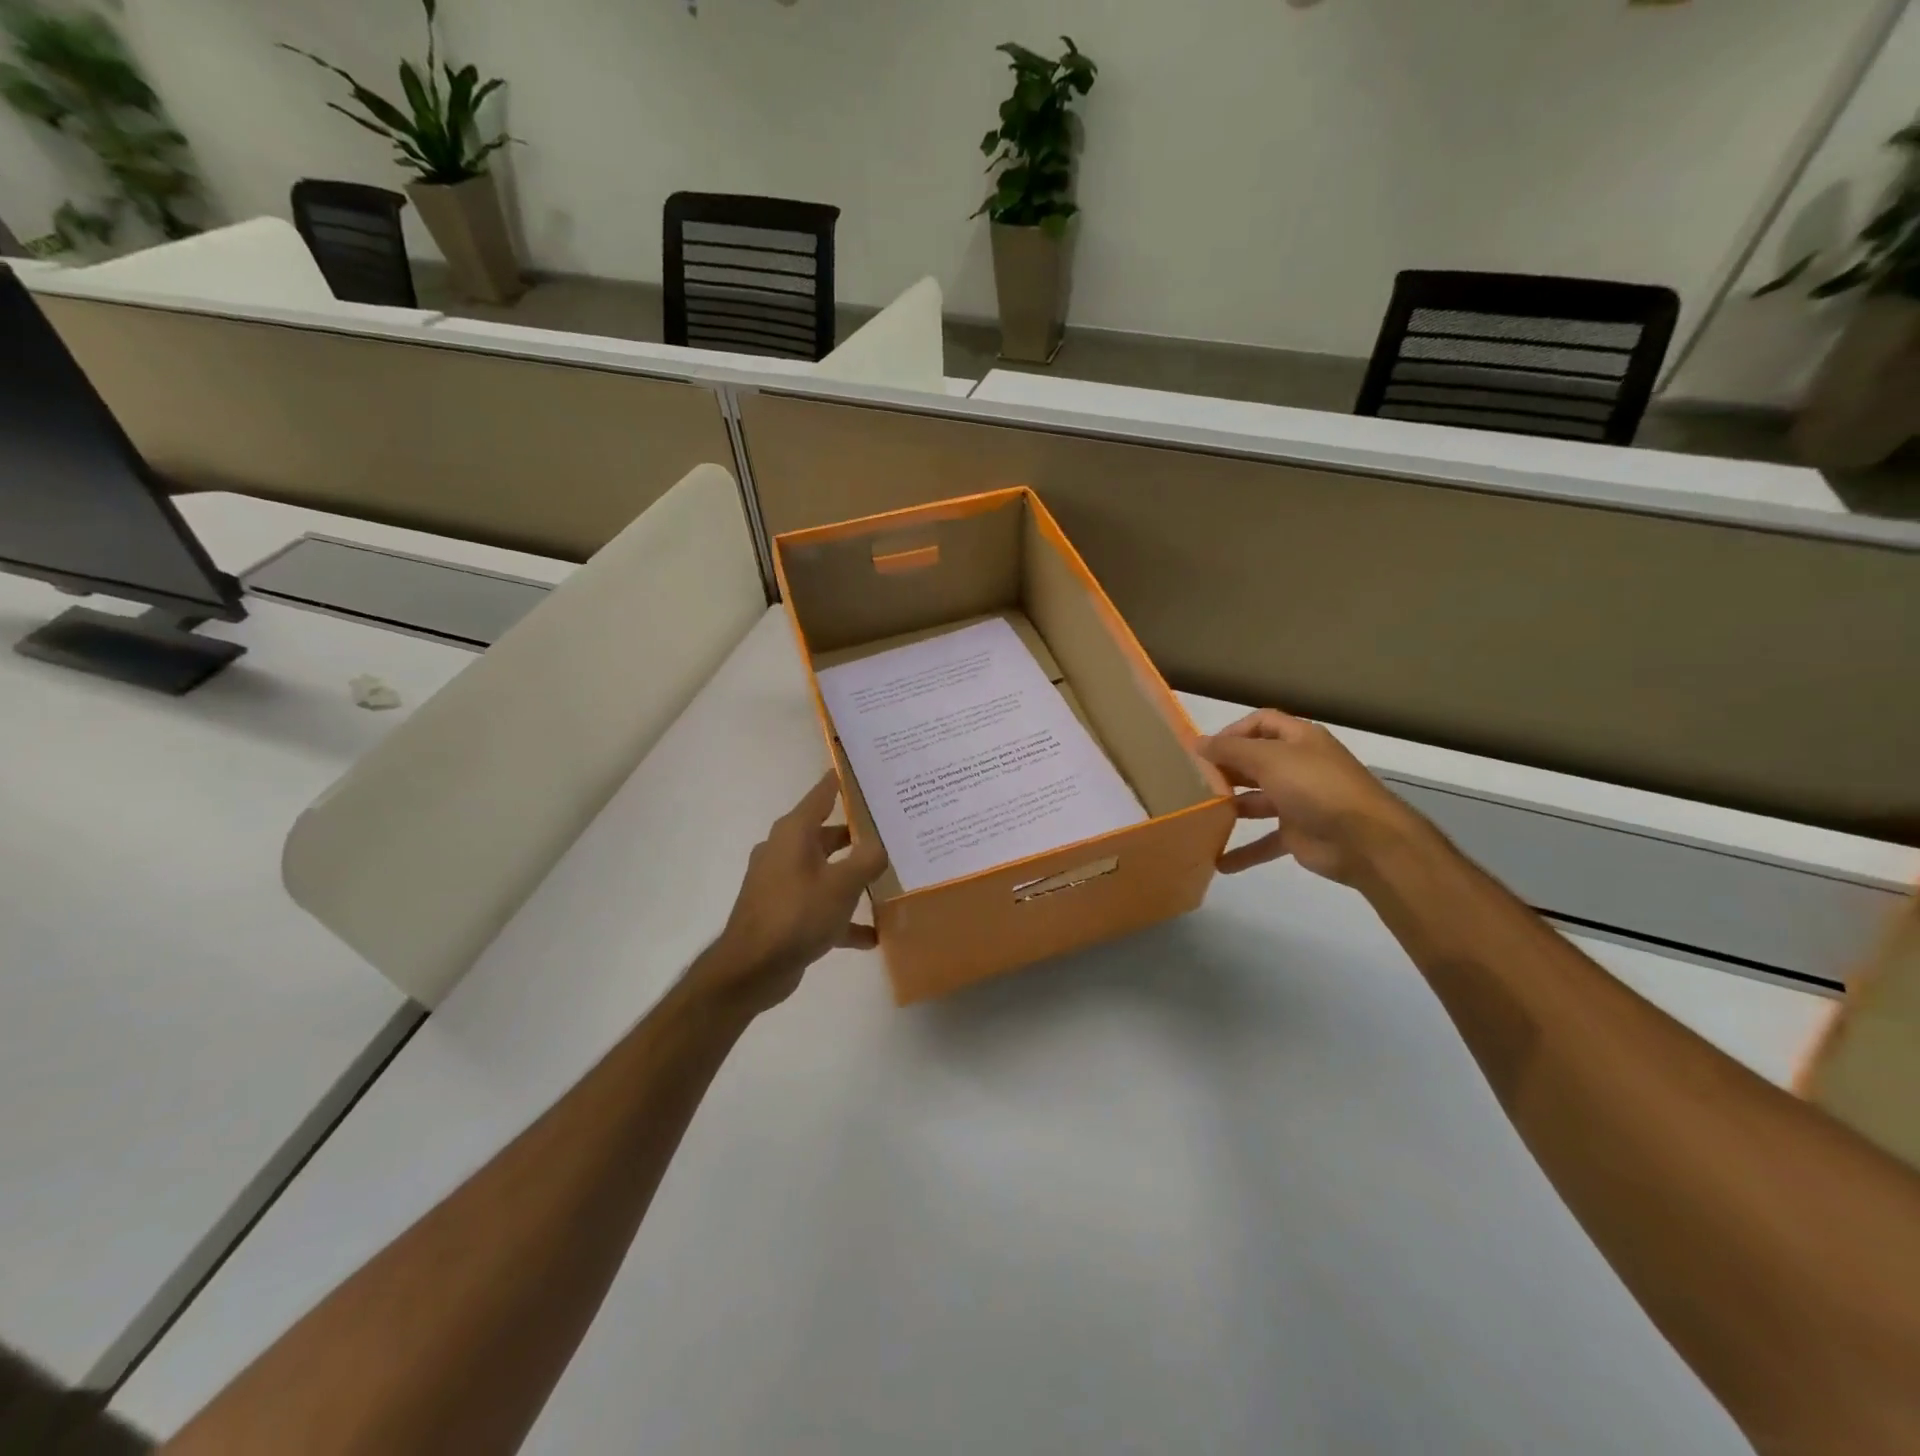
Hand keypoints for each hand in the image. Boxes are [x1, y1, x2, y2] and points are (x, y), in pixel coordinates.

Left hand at [693, 773, 888, 1016]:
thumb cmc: (797, 914)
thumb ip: (868, 859)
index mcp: (795, 833)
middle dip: (860, 835)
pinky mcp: (784, 912)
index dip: (844, 780)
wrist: (751, 970)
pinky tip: (873, 935)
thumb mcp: (842, 884)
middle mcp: (786, 850)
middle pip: (829, 833)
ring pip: (826, 871)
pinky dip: (843, 916)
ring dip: (854, 877)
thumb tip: (883, 842)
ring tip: (890, 880)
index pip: (823, 793)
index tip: (868, 771)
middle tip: (894, 830)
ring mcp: (783, 882)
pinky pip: (821, 906)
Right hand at [1199, 710, 1424, 884]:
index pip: (1261, 723)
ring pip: (1256, 800)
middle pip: (1255, 761)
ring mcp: (1298, 801)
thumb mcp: (1269, 759)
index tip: (1205, 750)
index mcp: (1298, 740)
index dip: (1232, 731)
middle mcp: (1298, 766)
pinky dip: (1244, 851)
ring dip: (1230, 808)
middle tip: (1193, 782)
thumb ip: (1230, 750)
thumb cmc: (1315, 787)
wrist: (1365, 840)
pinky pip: (1264, 841)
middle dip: (1226, 770)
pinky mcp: (1297, 833)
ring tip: (1199, 815)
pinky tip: (1219, 862)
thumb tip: (1197, 742)